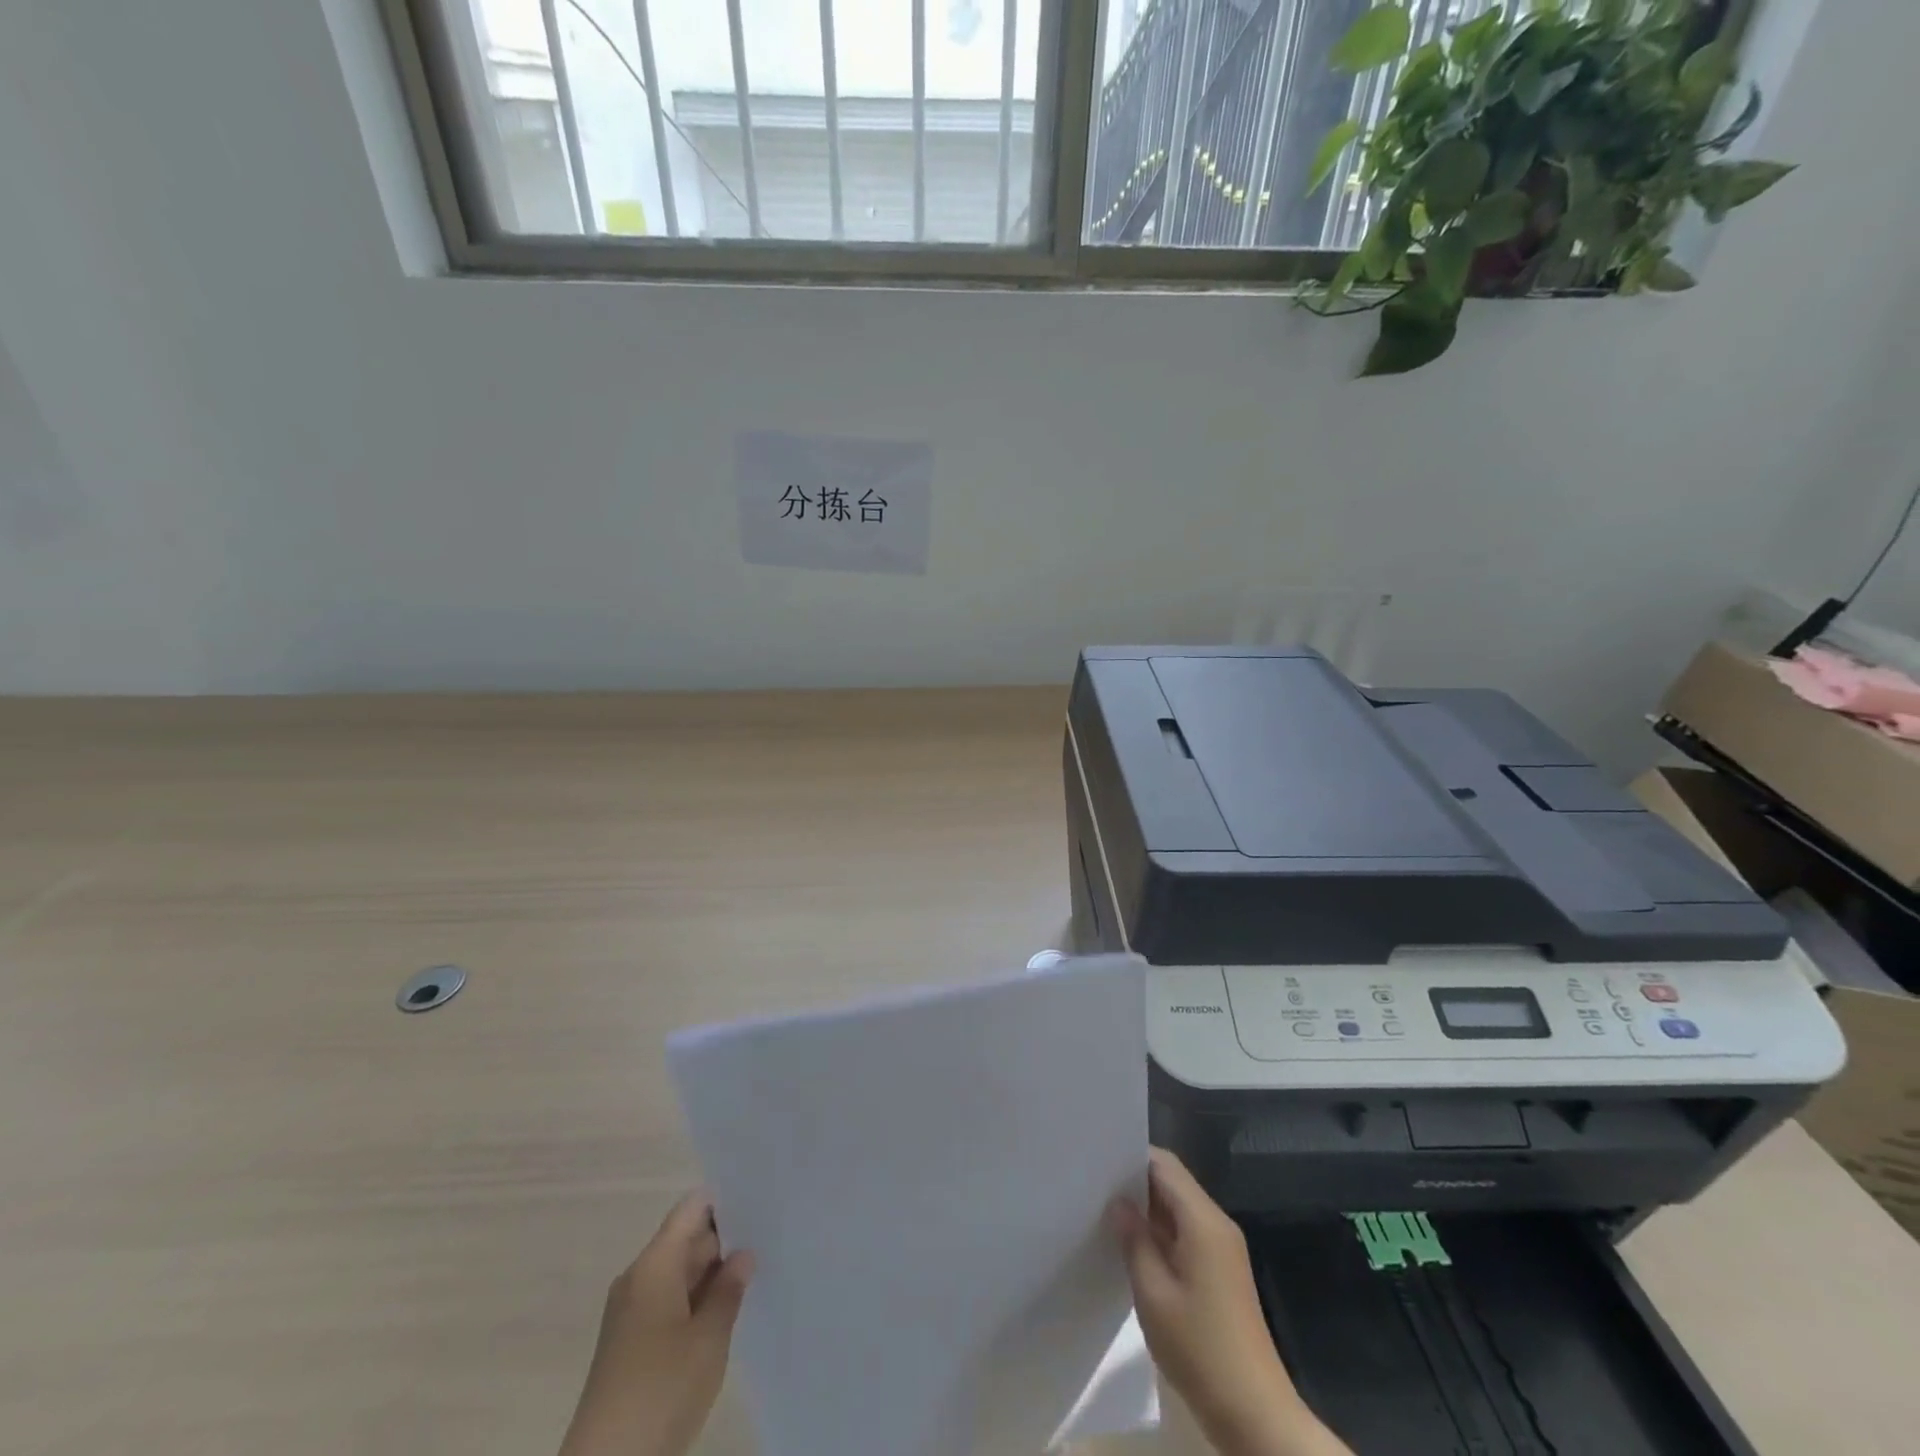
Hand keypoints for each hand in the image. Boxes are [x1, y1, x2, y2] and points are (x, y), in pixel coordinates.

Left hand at [558, 1192, 754, 1455]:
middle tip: (768, 1239)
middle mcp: (638, 1278)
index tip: (759, 1201)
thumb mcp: (709, 1338)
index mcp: (654, 1264)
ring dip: (711, 1275)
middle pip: (685, 1240)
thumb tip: (743, 1254)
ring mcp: (630, 1312)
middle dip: (724, 1241)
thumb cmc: (661, 1389)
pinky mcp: (629, 1343)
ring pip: (678, 1274)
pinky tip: (724, 1314)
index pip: (691, 1208)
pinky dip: (695, 1302)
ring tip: (754, 1273)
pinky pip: (668, 1302)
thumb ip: (729, 1289)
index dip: (724, 1201)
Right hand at [1108, 1150, 1349, 1455]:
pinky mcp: (1222, 1272)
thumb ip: (1134, 1240)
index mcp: (1204, 1221)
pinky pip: (1187, 1233)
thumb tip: (1118, 1203)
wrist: (1255, 1415)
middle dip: (1136, 1182)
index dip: (1132, 1157)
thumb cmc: (1200, 1350)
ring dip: (1147, 1209)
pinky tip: (1133, 1246)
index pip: (1165, 1165)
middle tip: (1094, 1185)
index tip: (1098, 1160)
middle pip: (1173, 1183)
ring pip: (1179, 1209)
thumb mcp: (1153, 1294)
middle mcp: (1217, 1225)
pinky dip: (1160, 1232)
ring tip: (1105, 1212)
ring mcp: (1223, 1249)